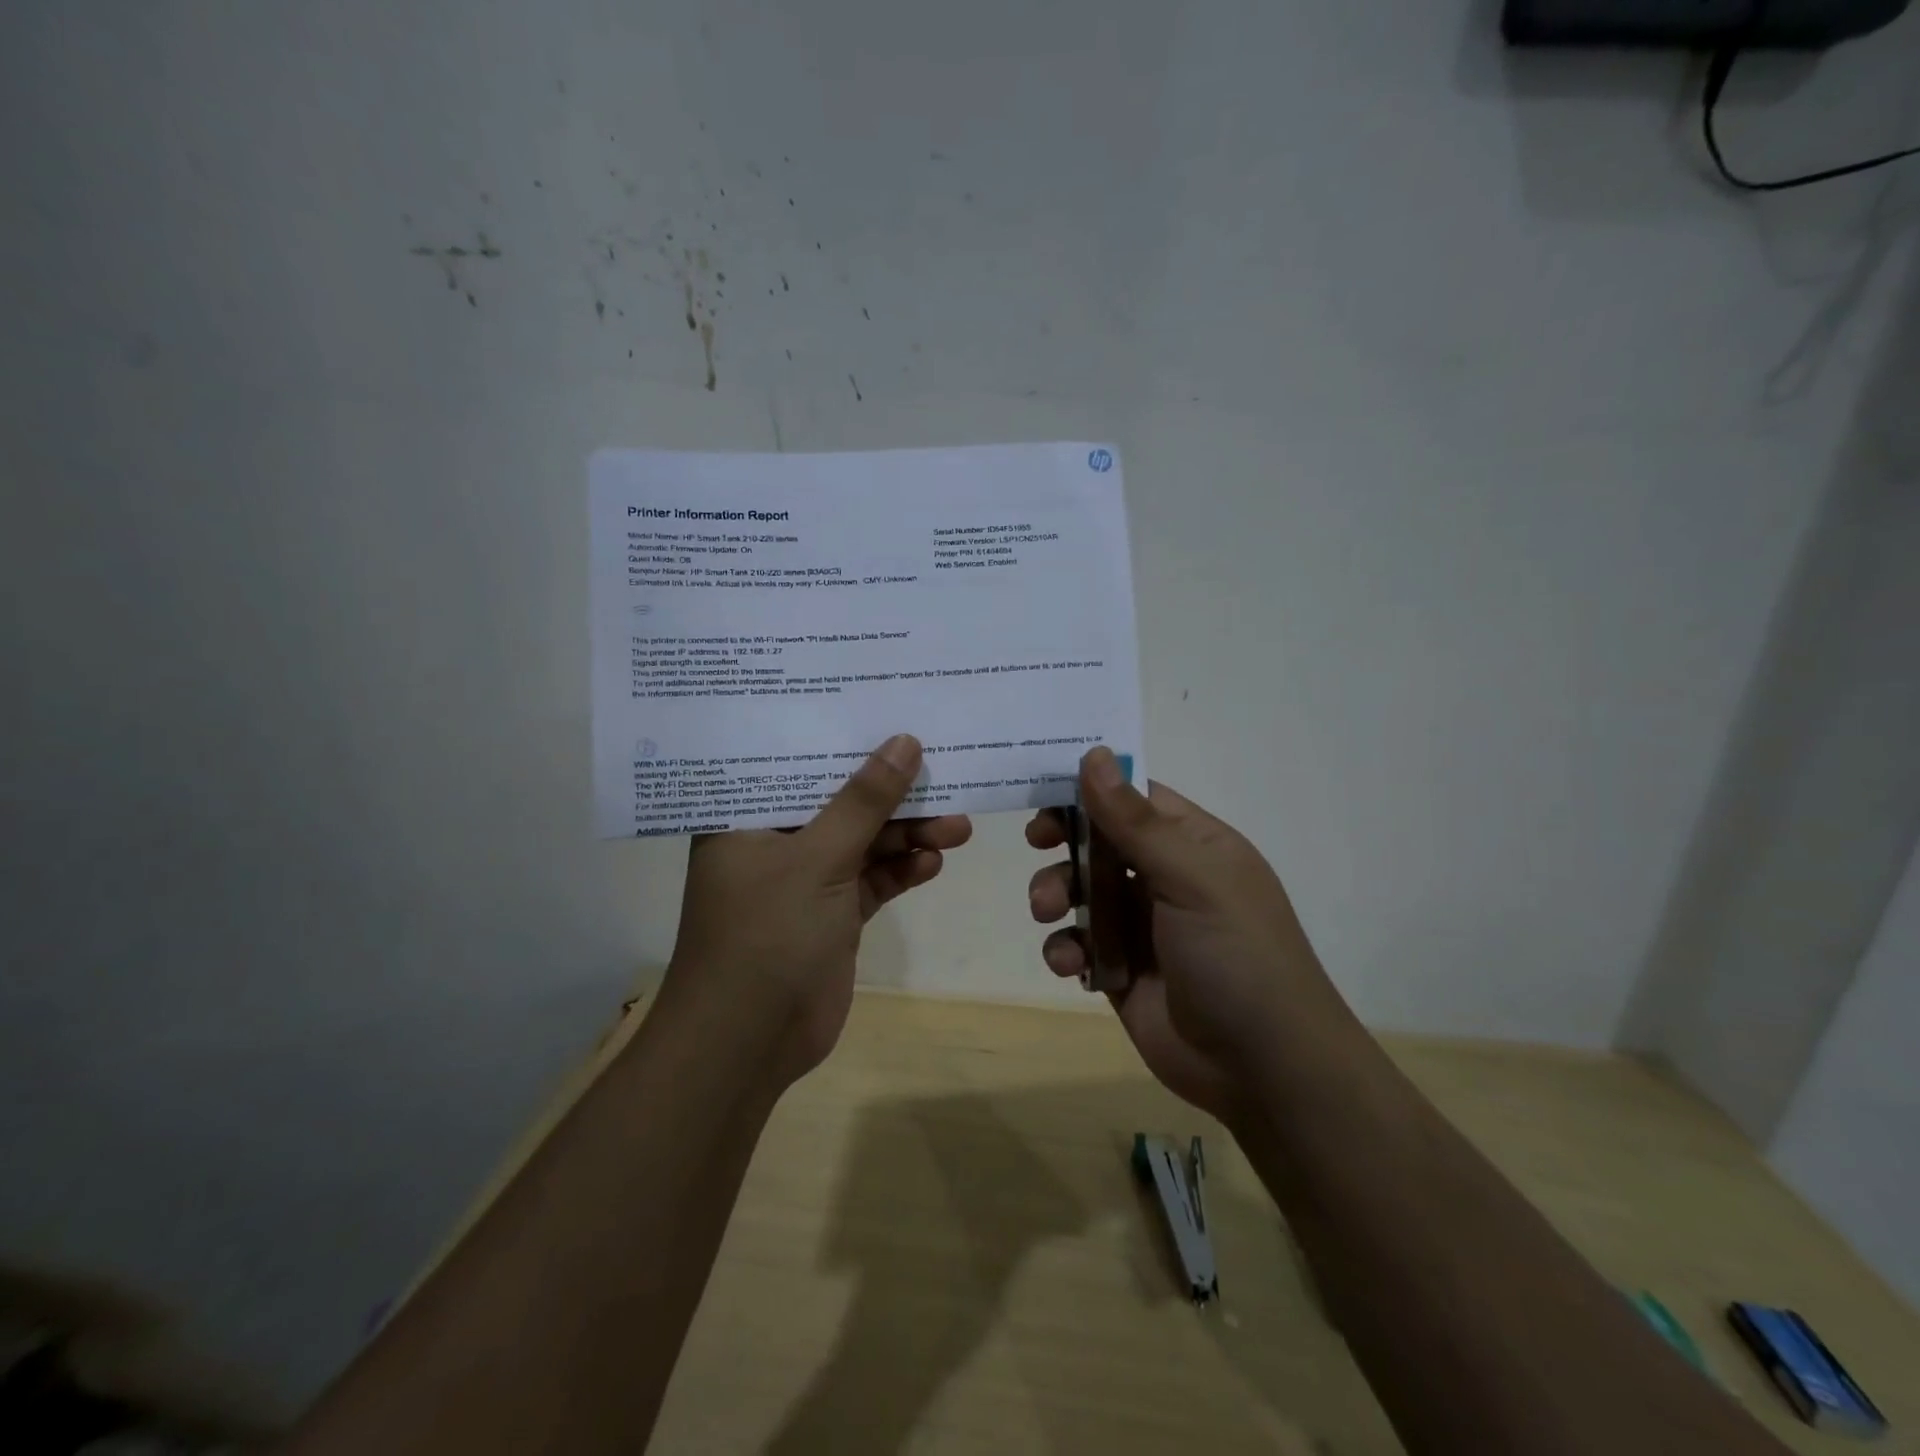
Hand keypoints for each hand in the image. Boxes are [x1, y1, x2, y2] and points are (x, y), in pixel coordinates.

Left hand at [661, 734, 971, 1089]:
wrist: (748, 1044)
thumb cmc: (765, 935)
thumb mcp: (817, 859)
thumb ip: (864, 802)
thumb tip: (905, 742)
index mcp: (747, 818)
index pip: (795, 762)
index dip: (841, 737)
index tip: (888, 711)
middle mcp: (774, 842)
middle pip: (840, 802)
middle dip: (891, 794)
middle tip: (942, 773)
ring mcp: (805, 881)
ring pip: (863, 842)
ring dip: (907, 835)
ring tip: (956, 825)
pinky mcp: (832, 915)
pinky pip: (872, 881)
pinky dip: (901, 871)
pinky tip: (933, 861)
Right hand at [1026, 747, 1353, 1124]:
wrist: (1264, 1068)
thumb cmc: (1237, 955)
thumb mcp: (1191, 878)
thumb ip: (1135, 820)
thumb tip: (1094, 754)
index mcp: (1193, 844)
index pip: (1134, 797)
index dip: (1091, 787)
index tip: (1045, 786)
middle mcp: (1166, 877)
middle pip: (1099, 840)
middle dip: (1064, 841)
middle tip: (1038, 842)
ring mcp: (1141, 925)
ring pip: (1080, 890)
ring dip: (1054, 893)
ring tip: (1046, 911)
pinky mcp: (1119, 969)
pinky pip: (1078, 942)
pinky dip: (1065, 947)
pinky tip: (1069, 963)